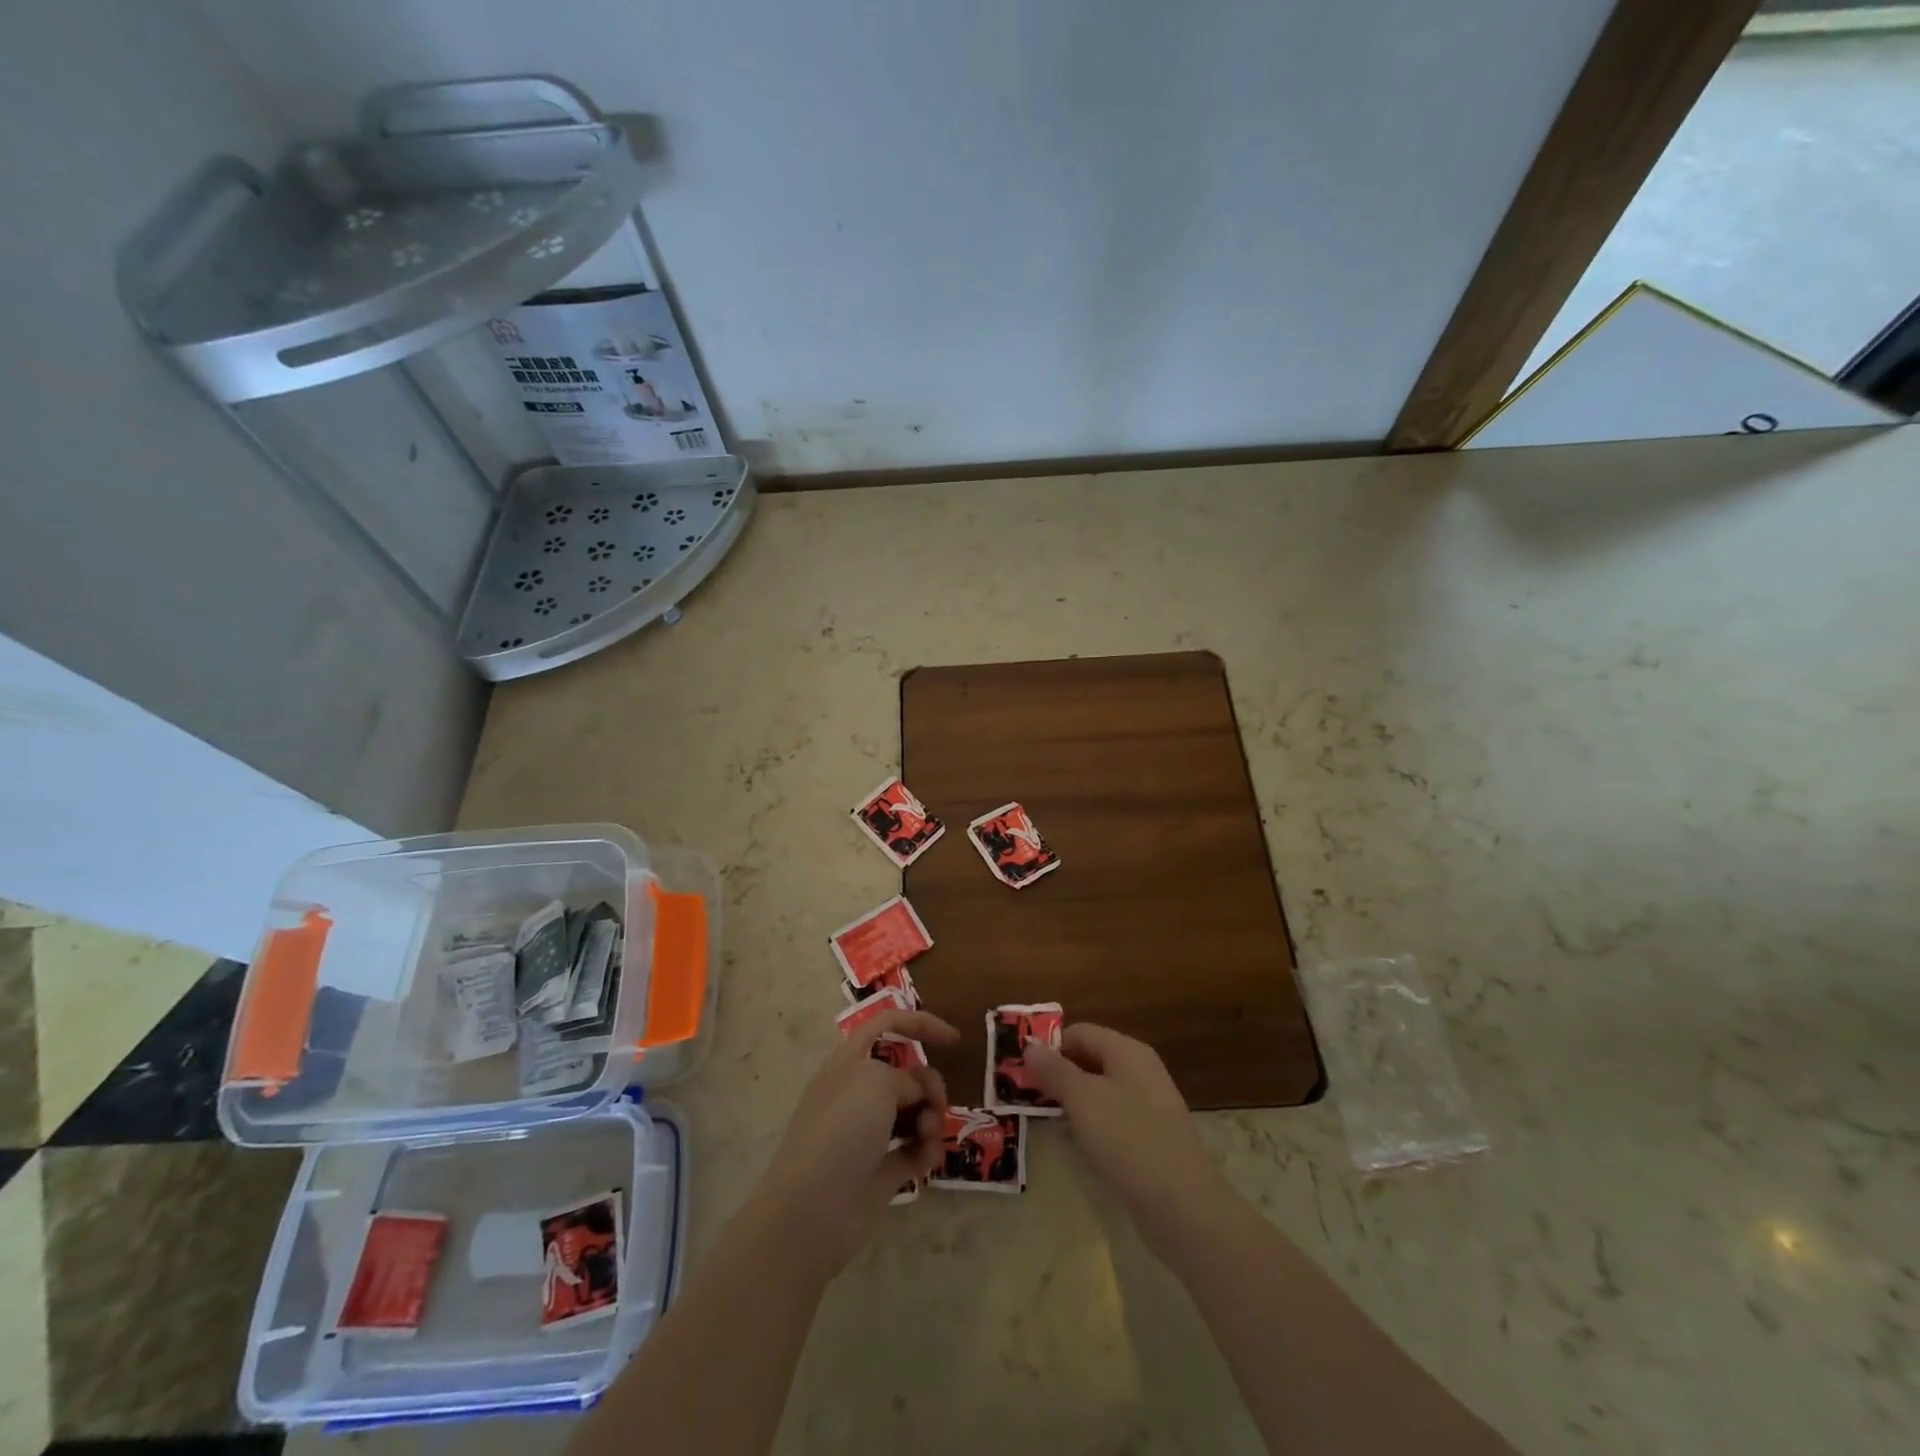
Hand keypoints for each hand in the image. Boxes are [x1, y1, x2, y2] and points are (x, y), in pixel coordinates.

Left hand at [749, 1007, 958, 1277]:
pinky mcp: (882, 1169)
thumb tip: (916, 1095)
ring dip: (931, 1118)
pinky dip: (927, 1151)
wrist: (814, 1208)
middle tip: (937, 1103)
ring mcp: (869, 1132)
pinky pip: (915, 1149)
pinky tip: (927, 1160)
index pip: (887, 1025)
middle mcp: (858, 1092)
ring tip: (928, 1136)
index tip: (955, 1041)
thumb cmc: (843, 1129)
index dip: (921, 1024)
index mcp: (850, 1060)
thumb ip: (908, 1078)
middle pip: (908, 1073)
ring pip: (915, 1111)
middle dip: (930, 1084)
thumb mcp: (878, 1082)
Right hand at [1024, 1023, 1230, 1252]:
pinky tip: (1077, 1144)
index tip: (1022, 1071)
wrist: (1182, 1205)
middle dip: (1058, 1074)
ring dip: (1072, 1101)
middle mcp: (1140, 1069)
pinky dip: (1091, 1123)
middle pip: (1090, 1059)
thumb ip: (1054, 1069)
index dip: (1050, 1047)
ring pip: (1100, 1090)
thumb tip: (1029, 1043)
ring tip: (1045, 1120)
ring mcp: (1149, 1104)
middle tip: (1027, 1096)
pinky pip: (1113, 1117)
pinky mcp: (1152, 1135)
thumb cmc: (1127, 1139)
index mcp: (1127, 1051)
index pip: (1079, 1032)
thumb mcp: (1082, 1099)